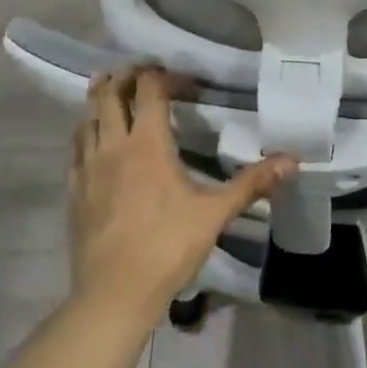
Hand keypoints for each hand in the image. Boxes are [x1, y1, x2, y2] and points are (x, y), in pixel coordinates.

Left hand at [69, 67, 295, 318]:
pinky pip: (76, 148)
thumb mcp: (215, 213)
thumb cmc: (168, 247)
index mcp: (147, 143)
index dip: (165, 76)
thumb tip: (293, 160)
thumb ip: (252, 183)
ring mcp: (88, 167)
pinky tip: (93, 140)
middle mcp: (113, 145)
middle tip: (142, 73)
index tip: (185, 84)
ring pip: (87, 118)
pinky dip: (85, 133)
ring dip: (100, 100)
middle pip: (110, 93)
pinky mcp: (74, 190)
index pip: (150, 89)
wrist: (114, 293)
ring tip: (112, 92)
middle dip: (125, 76)